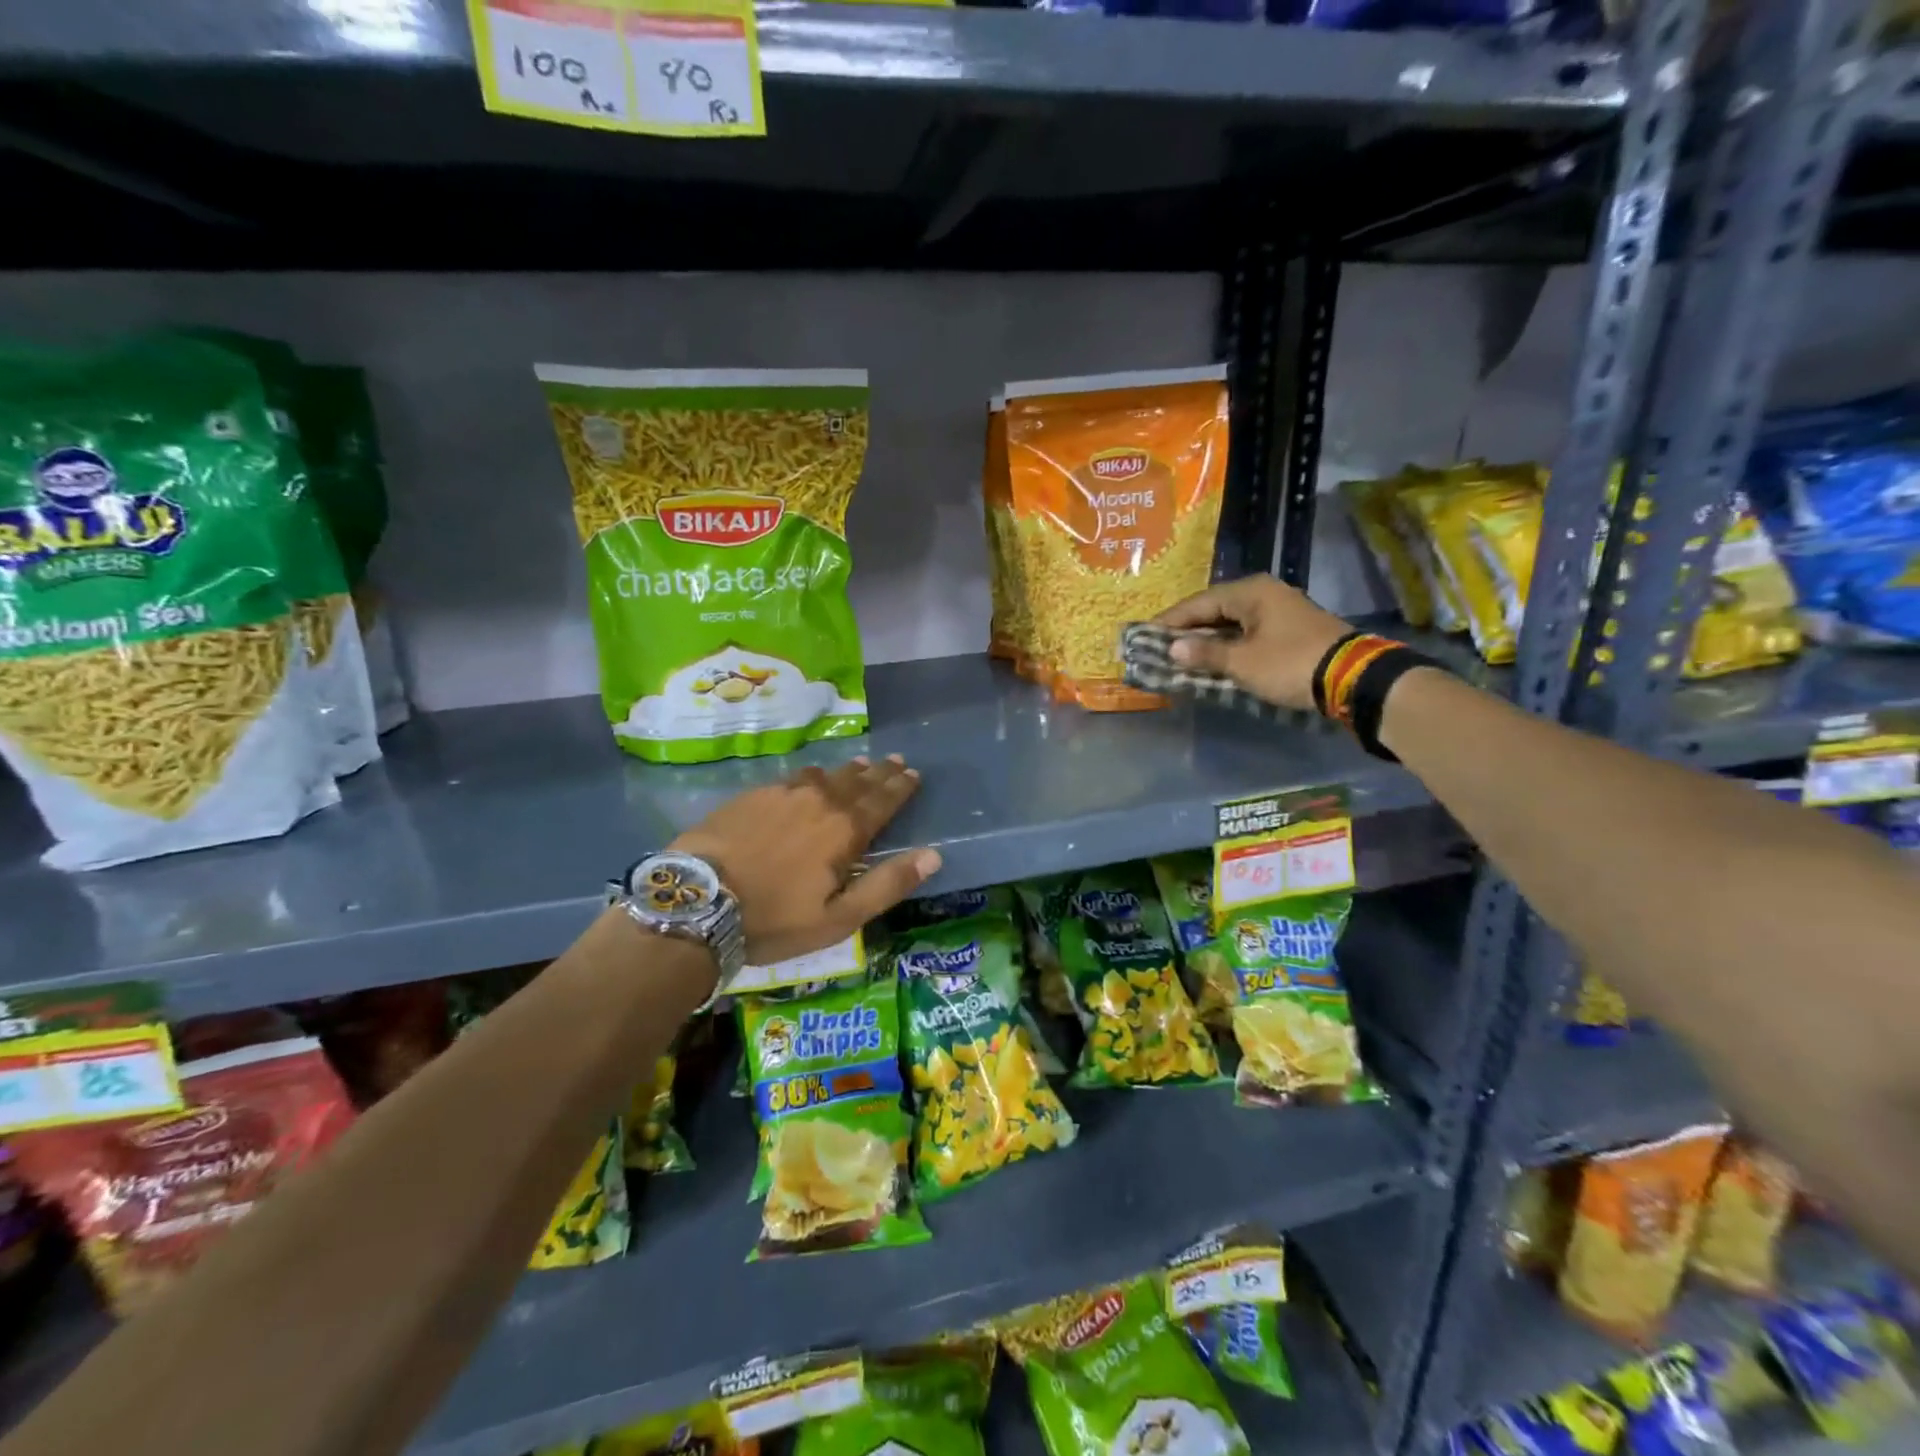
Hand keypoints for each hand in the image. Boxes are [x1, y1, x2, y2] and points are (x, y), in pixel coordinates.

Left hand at [670, 755, 939, 965]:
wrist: (697, 901)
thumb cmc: (774, 919)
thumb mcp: (838, 918)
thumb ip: (887, 885)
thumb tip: (933, 855)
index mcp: (845, 830)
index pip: (883, 800)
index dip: (901, 787)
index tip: (914, 773)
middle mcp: (820, 800)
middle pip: (858, 781)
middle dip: (880, 772)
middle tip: (895, 760)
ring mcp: (783, 793)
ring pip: (826, 774)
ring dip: (848, 771)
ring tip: (861, 765)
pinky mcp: (752, 795)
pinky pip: (793, 777)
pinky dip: (812, 775)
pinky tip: (810, 777)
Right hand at [1154, 575, 1352, 711]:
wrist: (1353, 678)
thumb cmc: (1290, 664)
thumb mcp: (1242, 662)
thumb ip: (1205, 653)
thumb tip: (1172, 648)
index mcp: (1250, 592)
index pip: (1198, 602)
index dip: (1170, 621)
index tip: (1145, 635)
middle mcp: (1265, 594)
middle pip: (1215, 610)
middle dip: (1187, 629)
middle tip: (1160, 646)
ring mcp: (1280, 611)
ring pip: (1232, 622)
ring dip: (1208, 639)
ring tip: (1181, 655)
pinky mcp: (1291, 631)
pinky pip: (1248, 633)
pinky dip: (1228, 645)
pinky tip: (1214, 659)